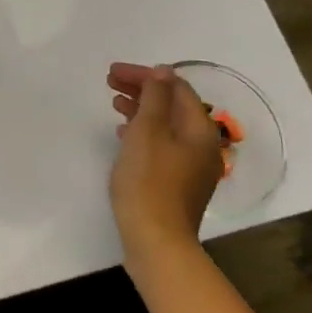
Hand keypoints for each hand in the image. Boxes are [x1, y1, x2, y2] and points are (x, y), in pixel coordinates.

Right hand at [107, 62, 222, 264]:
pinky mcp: (177, 182)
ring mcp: (191, 166)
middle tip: (110, 82)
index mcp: (199, 129)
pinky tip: (124, 134)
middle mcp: (202, 145)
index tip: (114, 72)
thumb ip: (154, 98)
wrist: (156, 240)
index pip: (176, 88)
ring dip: (140, 109)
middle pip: (173, 105)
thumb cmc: (149, 181)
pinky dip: (143, 132)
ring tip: (114, 103)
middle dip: (142, 90)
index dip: (145, 75)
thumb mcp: (147, 132)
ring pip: (166, 125)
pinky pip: (162, 145)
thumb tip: (162, 72)